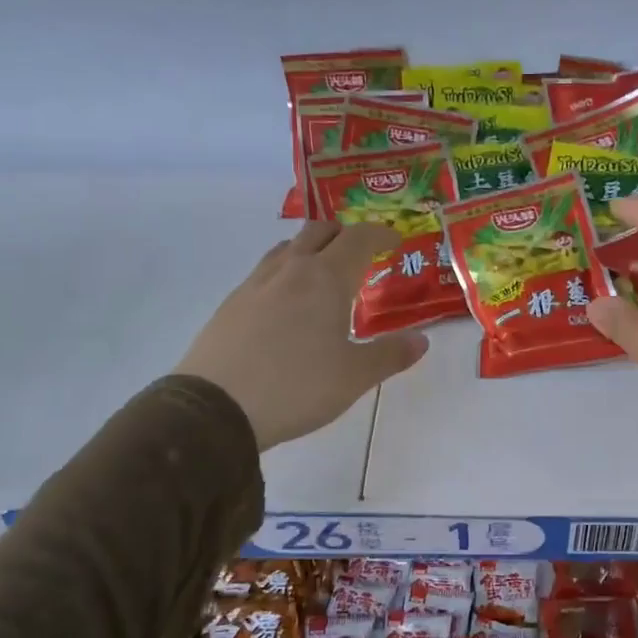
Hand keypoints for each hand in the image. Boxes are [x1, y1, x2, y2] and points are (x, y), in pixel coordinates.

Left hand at [175, 221, 428, 448]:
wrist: (216, 406)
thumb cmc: (297, 386)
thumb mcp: (354, 376)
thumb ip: (390, 355)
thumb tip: (421, 340)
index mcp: (326, 278)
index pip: (358, 239)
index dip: (380, 234)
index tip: (394, 241)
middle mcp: (290, 270)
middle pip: (319, 231)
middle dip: (344, 234)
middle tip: (361, 253)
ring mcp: (255, 284)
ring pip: (288, 248)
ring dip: (311, 250)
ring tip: (323, 275)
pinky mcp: (231, 304)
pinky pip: (265, 273)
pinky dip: (285, 274)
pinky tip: (286, 304)